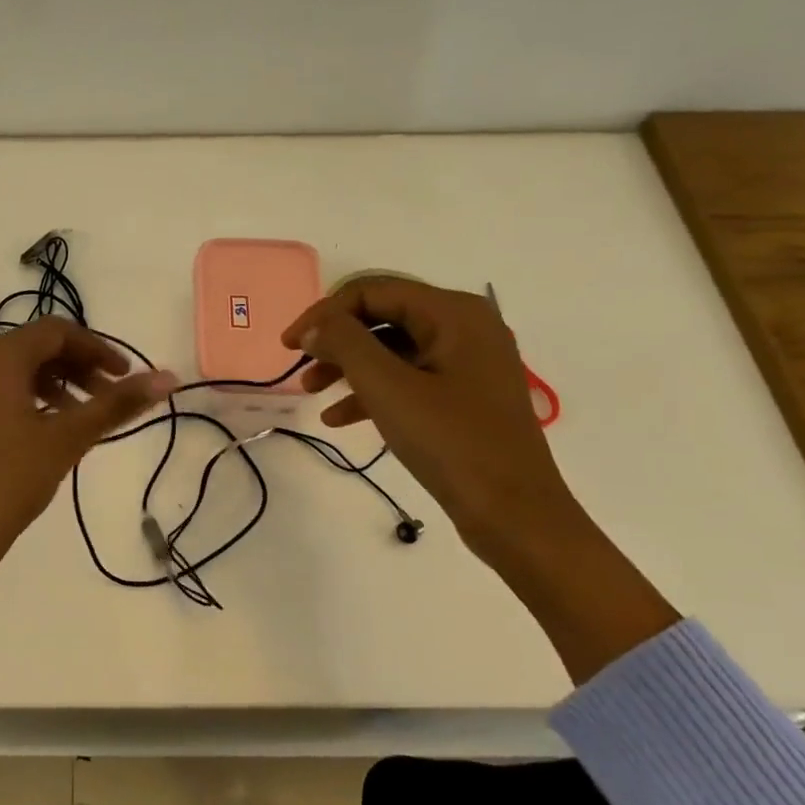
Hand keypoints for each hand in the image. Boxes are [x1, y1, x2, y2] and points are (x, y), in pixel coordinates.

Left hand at [0, 317, 176, 622]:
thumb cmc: (9, 480)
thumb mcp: (67, 438)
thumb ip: (117, 404)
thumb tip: (169, 377)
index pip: (57, 331)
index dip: (97, 348)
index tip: (126, 377)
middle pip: (36, 347)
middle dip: (77, 367)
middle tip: (107, 400)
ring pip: (15, 369)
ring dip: (55, 384)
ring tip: (80, 419)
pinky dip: (28, 398)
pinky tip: (45, 431)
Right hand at [284, 276, 677, 683]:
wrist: (515, 514)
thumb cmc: (452, 443)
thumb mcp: (388, 388)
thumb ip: (345, 344)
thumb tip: (315, 325)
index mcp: (454, 313)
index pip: (373, 290)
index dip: (324, 312)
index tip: (289, 344)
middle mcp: (465, 326)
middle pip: (383, 316)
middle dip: (336, 340)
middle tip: (299, 366)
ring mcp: (468, 363)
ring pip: (393, 349)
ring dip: (348, 366)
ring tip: (312, 393)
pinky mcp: (464, 396)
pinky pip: (409, 378)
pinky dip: (372, 392)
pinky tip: (339, 418)